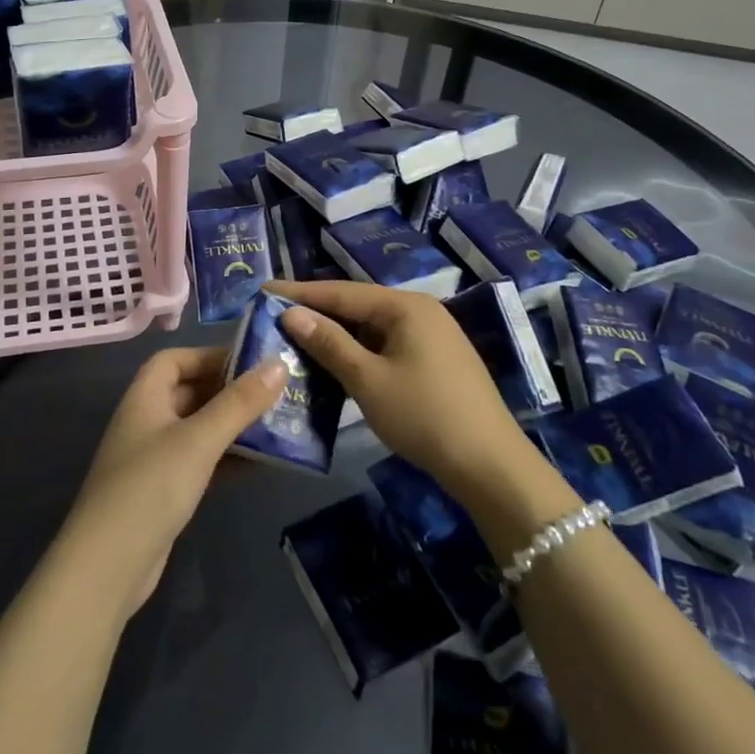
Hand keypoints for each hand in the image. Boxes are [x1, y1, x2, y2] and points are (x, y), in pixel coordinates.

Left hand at [59, 346, 284, 619]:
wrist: (108, 567)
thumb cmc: (150, 487)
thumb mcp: (199, 440)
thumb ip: (239, 403)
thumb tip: (278, 363)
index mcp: (144, 397)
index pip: (175, 360)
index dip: (209, 355)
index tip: (250, 362)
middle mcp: (146, 421)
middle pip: (190, 392)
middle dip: (229, 390)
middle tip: (275, 393)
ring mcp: (154, 459)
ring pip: (199, 429)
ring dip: (233, 426)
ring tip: (277, 425)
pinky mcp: (164, 492)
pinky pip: (201, 461)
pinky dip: (227, 458)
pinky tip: (260, 463)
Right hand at [271, 279, 532, 495]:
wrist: (489, 464)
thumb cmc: (423, 415)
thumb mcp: (368, 380)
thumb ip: (329, 343)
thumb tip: (291, 313)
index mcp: (405, 306)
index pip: (342, 292)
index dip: (301, 292)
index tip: (265, 290)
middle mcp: (420, 311)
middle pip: (358, 305)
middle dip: (318, 312)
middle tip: (276, 315)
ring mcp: (432, 335)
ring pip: (372, 327)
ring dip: (337, 334)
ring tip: (297, 338)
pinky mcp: (436, 360)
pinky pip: (387, 344)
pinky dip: (359, 351)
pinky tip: (337, 363)